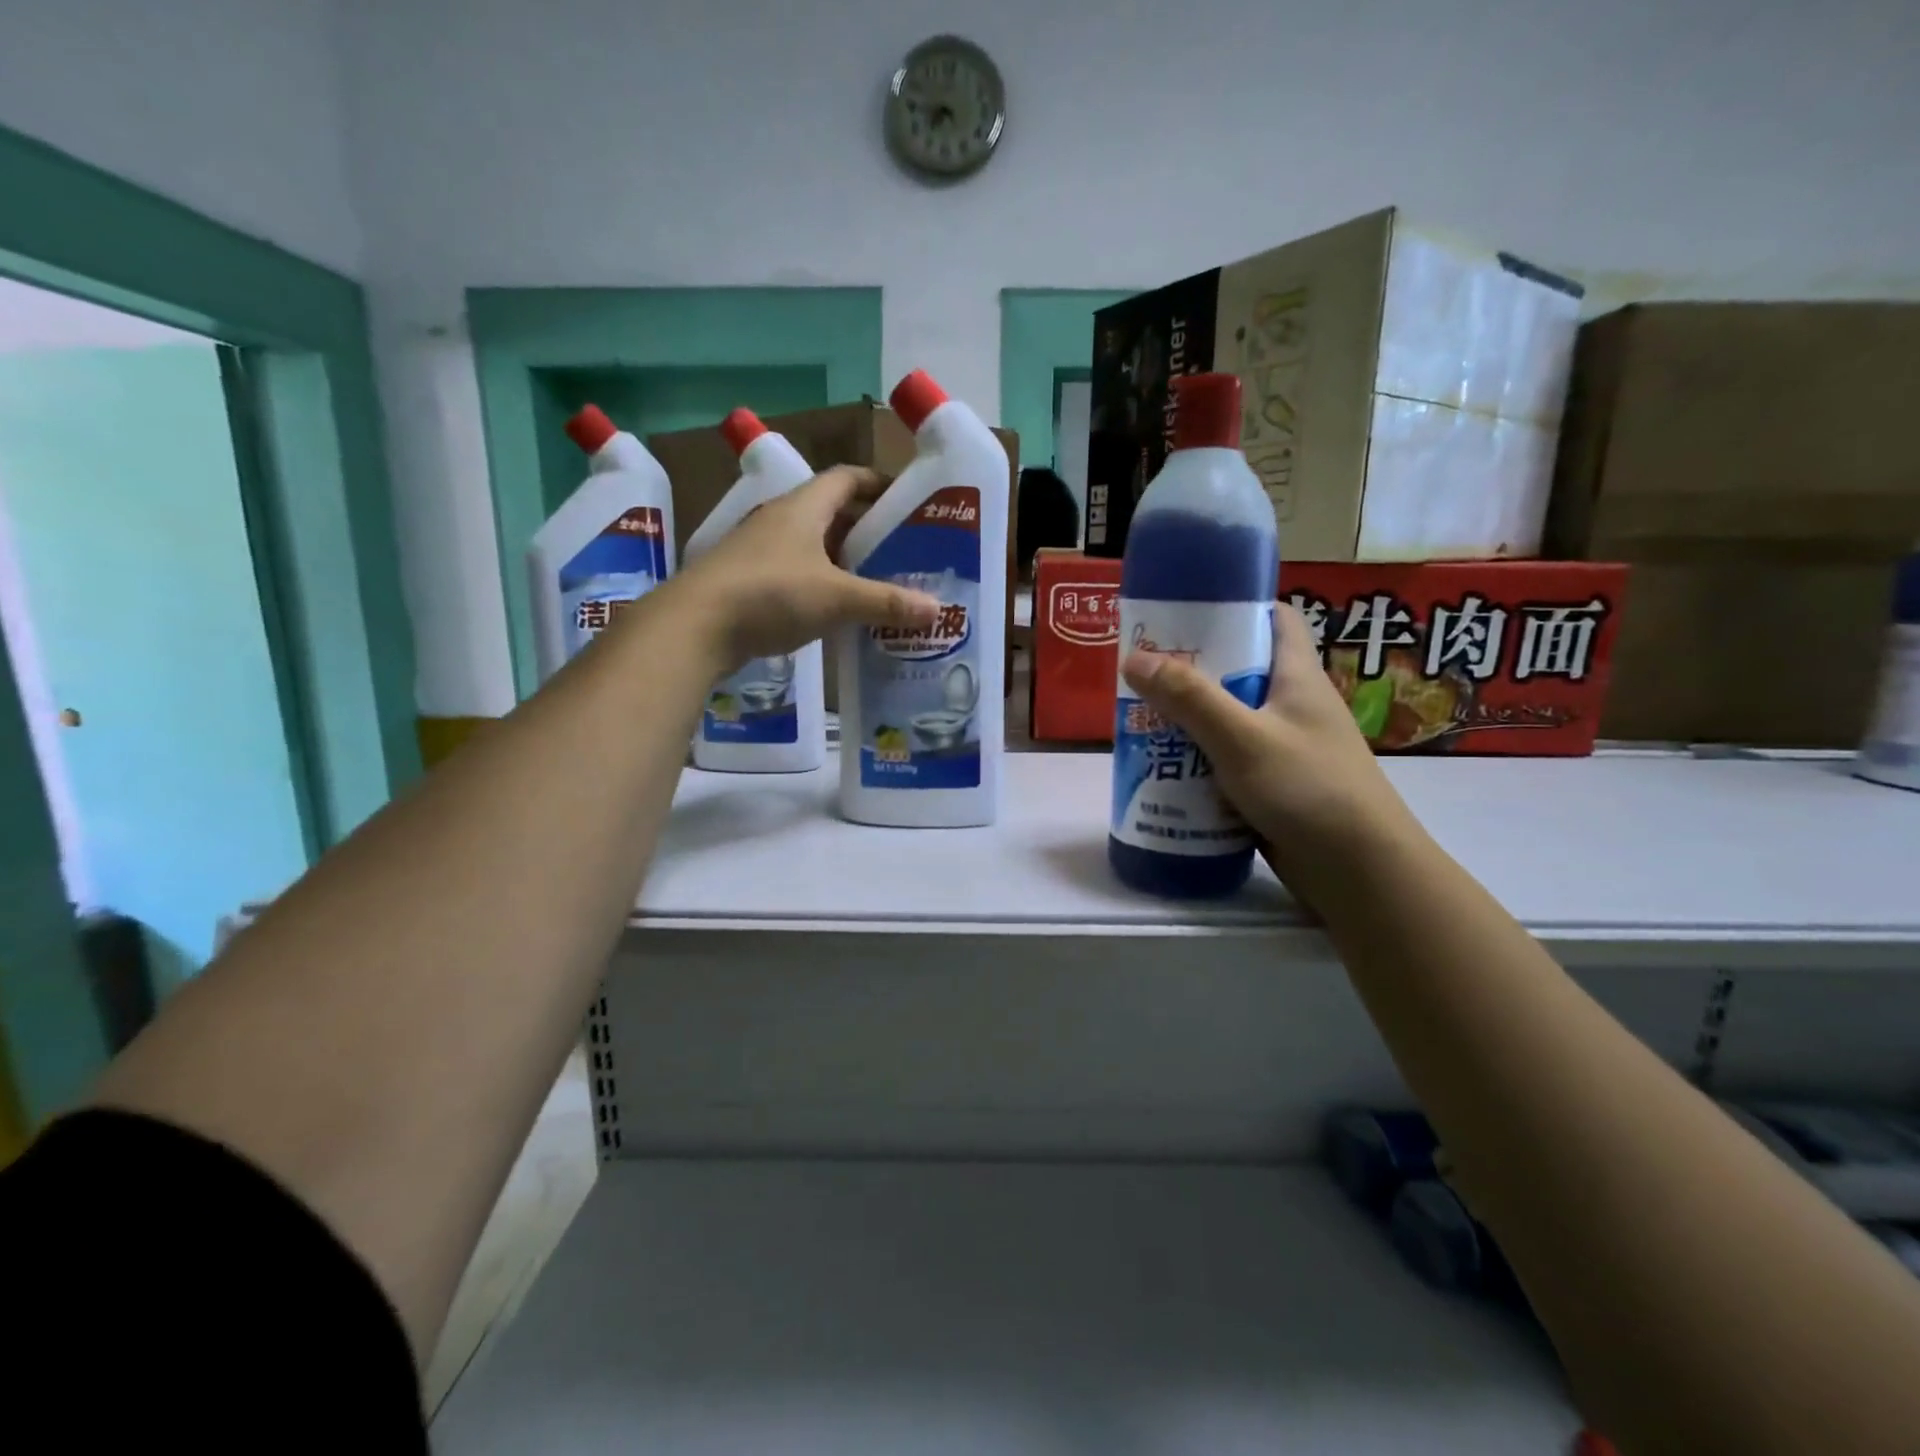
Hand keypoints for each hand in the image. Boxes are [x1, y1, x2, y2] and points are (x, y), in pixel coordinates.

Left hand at [673, 466, 938, 665]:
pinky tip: (833, 611)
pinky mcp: (745, 582)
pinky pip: (792, 574)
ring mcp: (757, 551)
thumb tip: (937, 609)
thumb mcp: (836, 598)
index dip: (876, 483)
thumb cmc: (770, 595)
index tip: (905, 501)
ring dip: (840, 560)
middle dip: (864, 528)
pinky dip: (817, 585)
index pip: (846, 478)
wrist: (694, 627)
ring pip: (809, 546)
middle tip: (898, 551)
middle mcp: (778, 521)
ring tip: (873, 583)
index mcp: (802, 508)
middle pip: (829, 513)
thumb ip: (886, 602)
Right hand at [1120, 603, 1417, 890]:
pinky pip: (1228, 760)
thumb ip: (1189, 698)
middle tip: (1145, 671)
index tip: (1188, 611)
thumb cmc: (1308, 788)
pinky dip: (1199, 759)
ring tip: (1141, 718)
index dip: (1237, 607)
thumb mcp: (1242, 737)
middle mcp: (1292, 705)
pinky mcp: (1273, 784)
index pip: (1276, 619)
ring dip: (1190, 719)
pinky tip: (1164, 767)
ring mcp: (1284, 747)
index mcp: (1298, 677)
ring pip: (1229, 719)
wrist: (1359, 871)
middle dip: (1193, 669)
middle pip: (1240, 670)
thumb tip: (1134, 658)